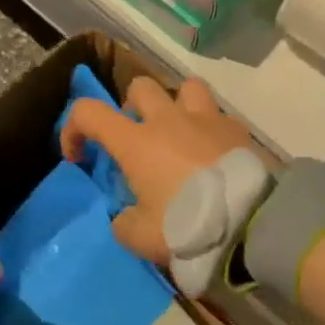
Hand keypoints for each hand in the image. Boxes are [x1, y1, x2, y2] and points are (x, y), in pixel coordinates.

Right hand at [58, 76, 273, 263]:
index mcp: (137, 142)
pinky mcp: (238, 130)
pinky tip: (214, 154)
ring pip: (186, 87)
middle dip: (131, 107)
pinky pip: (218, 115)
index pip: (88, 112)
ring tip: (180, 132)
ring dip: (177, 104)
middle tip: (137, 137)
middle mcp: (169, 120)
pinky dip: (210, 129)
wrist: (251, 223)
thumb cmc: (187, 226)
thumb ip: (125, 223)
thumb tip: (127, 216)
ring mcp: (207, 119)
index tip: (79, 156)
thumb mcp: (140, 238)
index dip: (73, 128)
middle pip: (140, 86)